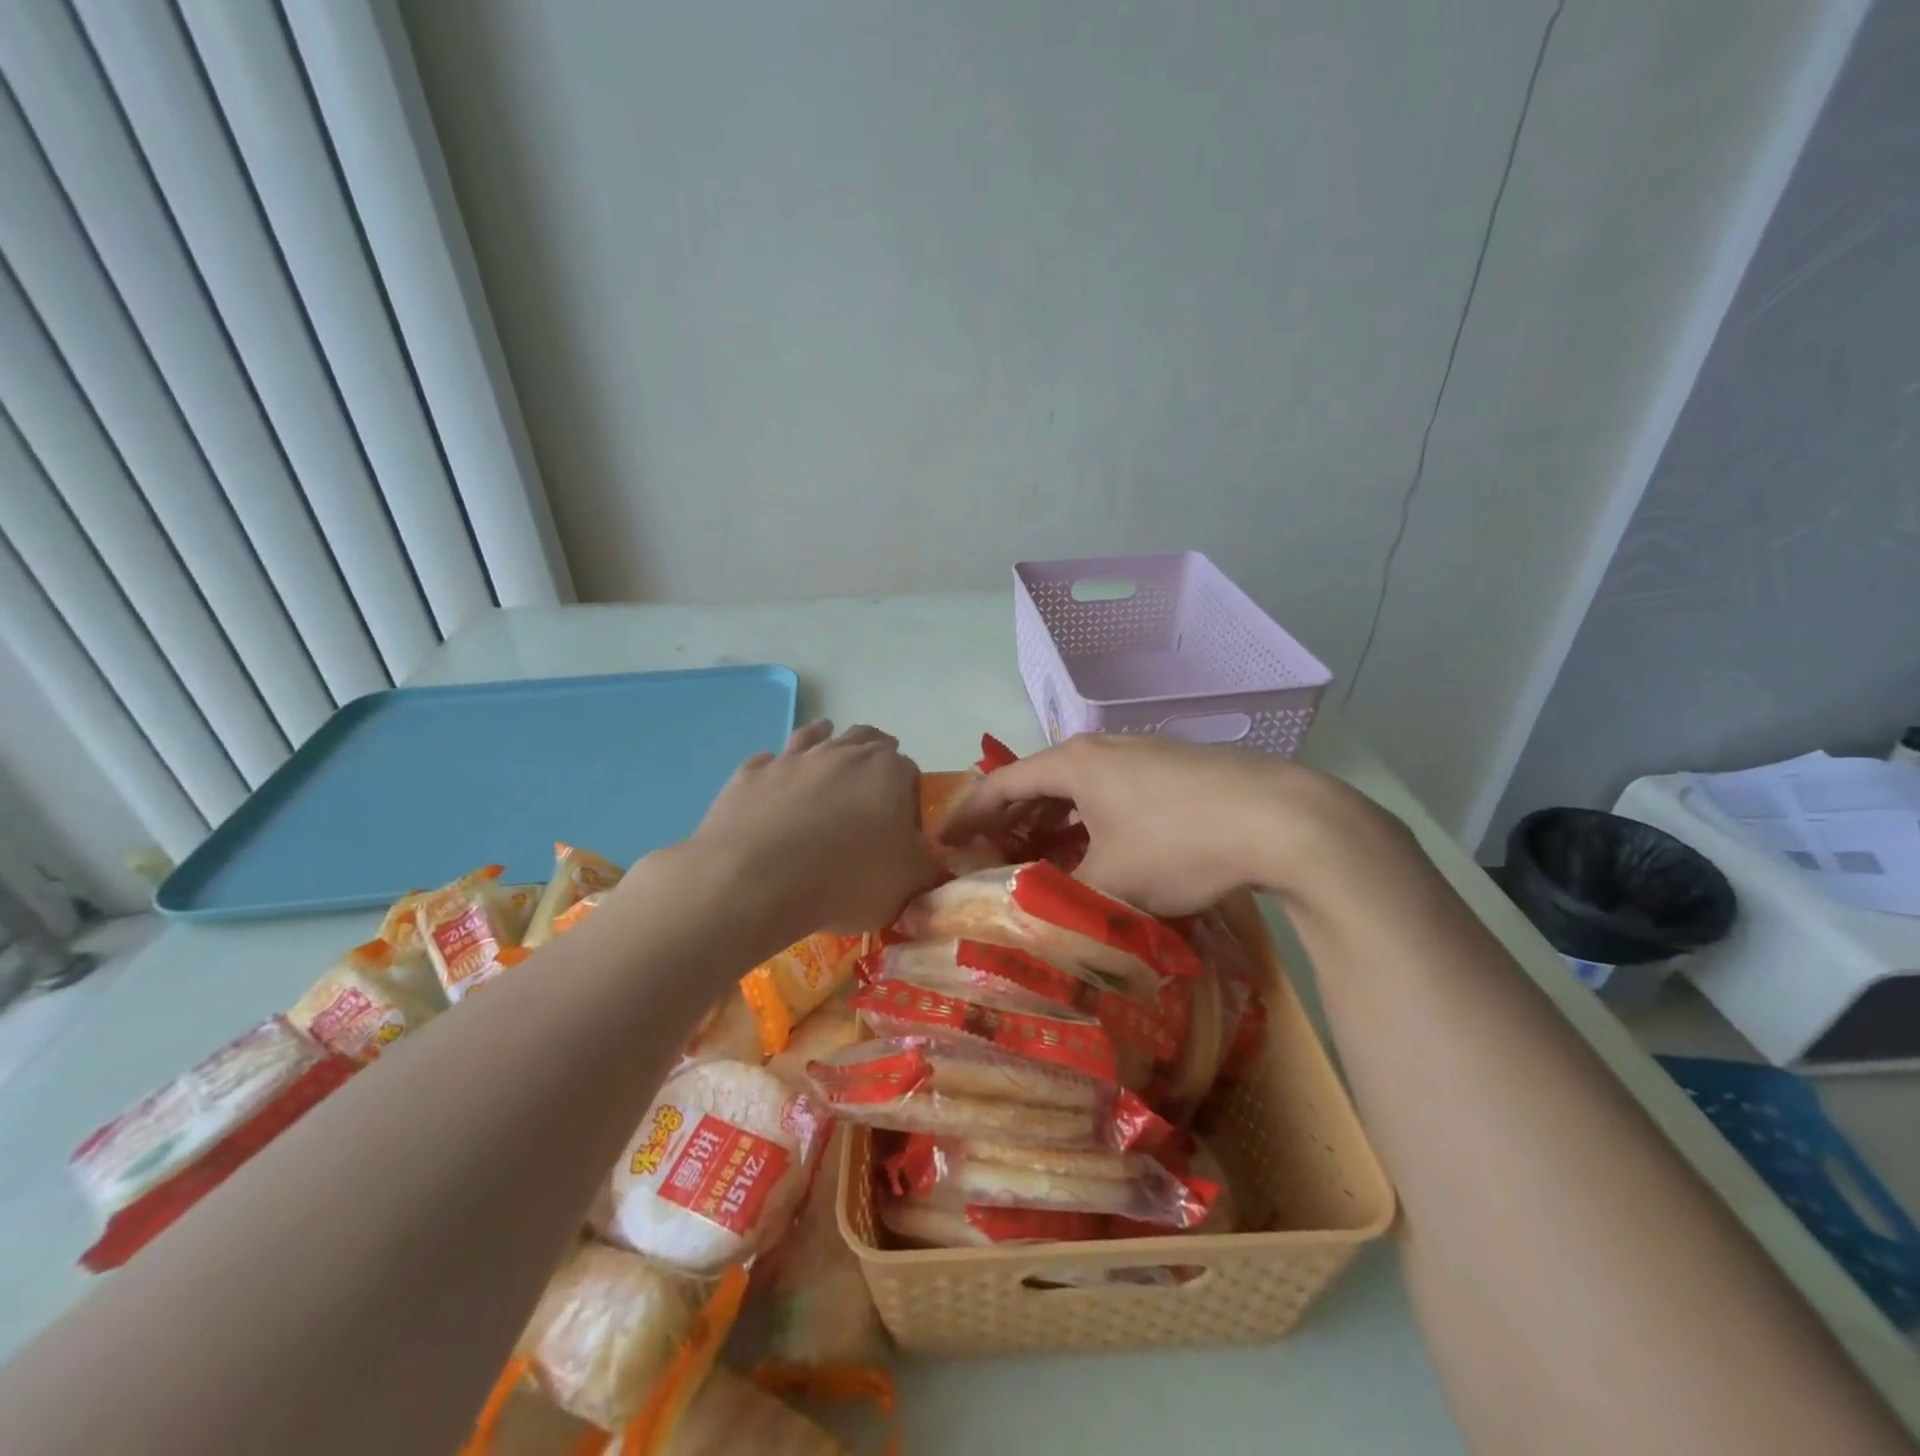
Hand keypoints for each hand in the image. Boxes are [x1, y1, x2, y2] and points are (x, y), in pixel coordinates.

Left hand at [686, 719, 940, 938]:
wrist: (754, 881)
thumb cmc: (846, 878)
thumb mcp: (908, 884)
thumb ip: (930, 868)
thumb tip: (940, 862)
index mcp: (887, 770)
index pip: (910, 772)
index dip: (909, 798)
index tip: (902, 828)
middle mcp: (841, 752)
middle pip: (865, 740)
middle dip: (874, 755)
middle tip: (874, 782)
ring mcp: (791, 759)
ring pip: (814, 736)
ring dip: (824, 740)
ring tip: (827, 749)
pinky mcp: (749, 776)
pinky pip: (767, 762)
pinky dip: (775, 769)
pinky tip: (773, 784)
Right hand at [938, 733, 1387, 914]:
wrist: (1284, 819)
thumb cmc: (1180, 844)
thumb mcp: (1111, 882)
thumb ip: (1059, 897)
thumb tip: (1030, 912)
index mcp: (1073, 764)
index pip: (1001, 785)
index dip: (967, 815)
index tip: (941, 842)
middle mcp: (1102, 750)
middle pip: (1038, 783)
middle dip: (1009, 822)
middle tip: (986, 858)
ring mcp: (1142, 756)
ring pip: (1079, 791)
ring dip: (1052, 824)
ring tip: (1037, 859)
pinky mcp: (1175, 770)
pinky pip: (1112, 795)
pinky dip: (1090, 822)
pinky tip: (1098, 851)